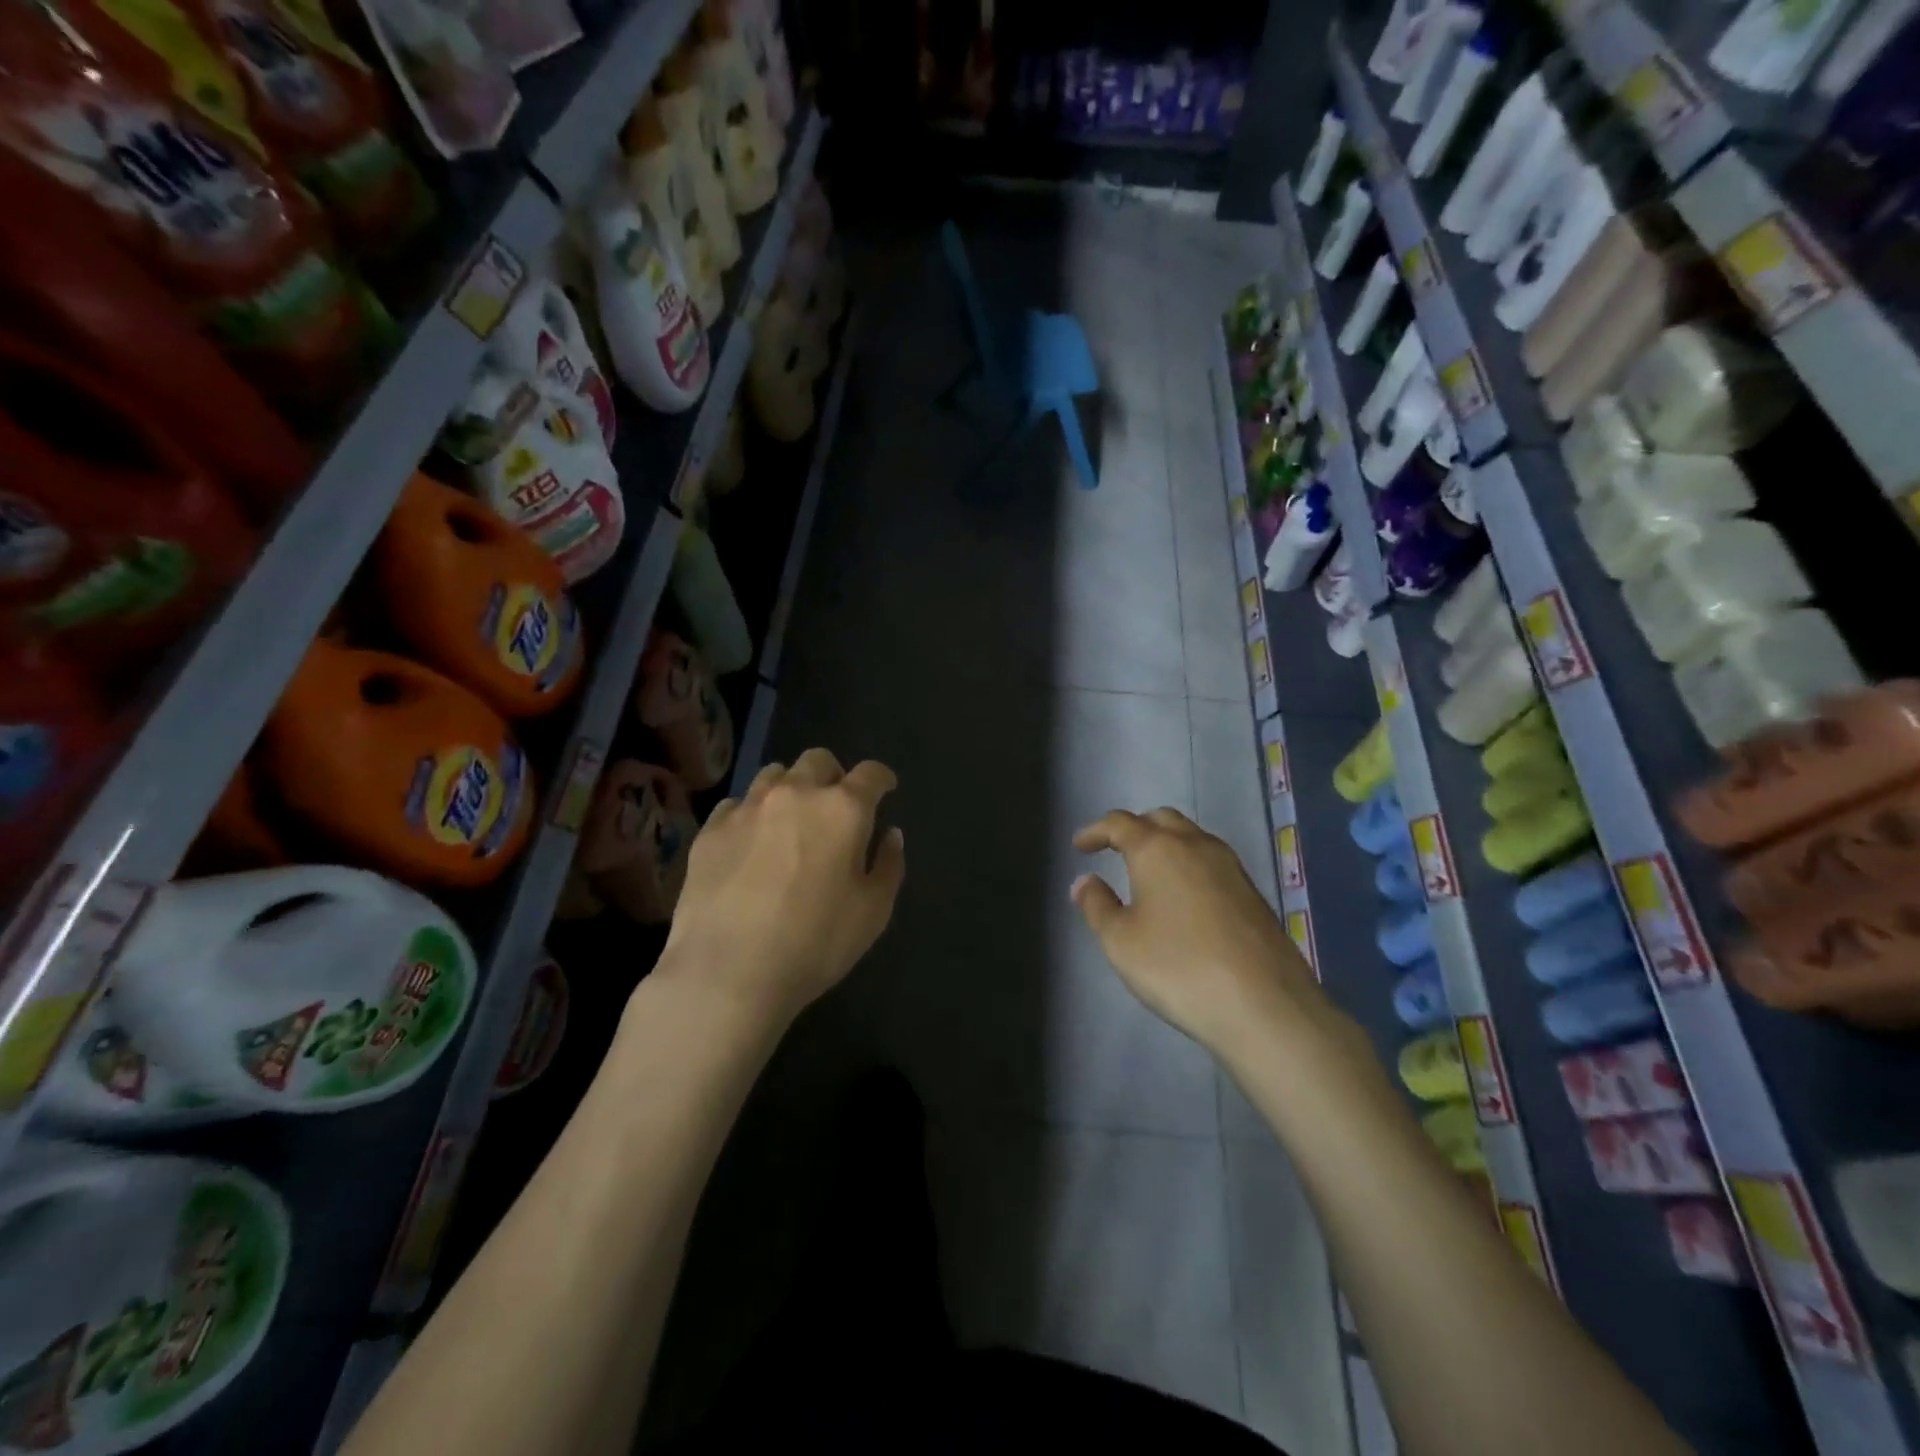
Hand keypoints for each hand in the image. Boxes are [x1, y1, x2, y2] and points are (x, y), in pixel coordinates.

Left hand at [660, 748, 905, 1024]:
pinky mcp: (711, 830)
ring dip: (791, 788)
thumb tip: (890, 834)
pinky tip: (751, 841)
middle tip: (836, 805)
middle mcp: (795, 794)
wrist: (727, 972)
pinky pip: (737, 804)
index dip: (882, 778)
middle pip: (818, 761)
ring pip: (774, 774)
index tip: (885, 789)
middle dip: (833, 775)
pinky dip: (752, 814)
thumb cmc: (814, 943)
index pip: (870, 773)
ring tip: (791, 818)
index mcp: (842, 810)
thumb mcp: (873, 912)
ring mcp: (748, 808)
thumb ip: (889, 865)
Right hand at [1072, 808, 1328, 1057]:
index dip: (1096, 831)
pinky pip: (1212, 862)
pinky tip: (1184, 897)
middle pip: (1160, 819)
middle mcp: (1195, 845)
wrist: (1264, 1004)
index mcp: (1157, 849)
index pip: (1119, 823)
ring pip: (1191, 837)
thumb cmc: (1178, 967)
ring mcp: (1230, 867)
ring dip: (1165, 843)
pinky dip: (1189, 865)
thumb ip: (1097, 905)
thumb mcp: (1121, 942)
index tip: (1080, 846)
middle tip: (1115, 850)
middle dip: (1134, 828)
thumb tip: (1085, 881)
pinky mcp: (1252, 892)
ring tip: (1149, 872)